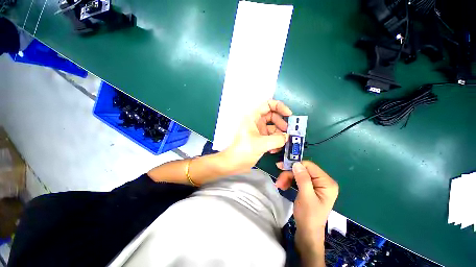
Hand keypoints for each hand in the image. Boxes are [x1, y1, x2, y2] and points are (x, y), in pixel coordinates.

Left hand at [221, 100, 291, 173]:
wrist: (233, 163)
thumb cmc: (243, 151)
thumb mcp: (260, 144)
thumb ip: (276, 140)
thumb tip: (287, 137)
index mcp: (253, 117)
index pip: (268, 104)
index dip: (279, 106)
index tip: (288, 114)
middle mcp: (256, 122)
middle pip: (273, 116)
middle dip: (281, 123)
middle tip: (288, 132)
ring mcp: (258, 131)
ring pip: (273, 128)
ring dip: (279, 135)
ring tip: (282, 143)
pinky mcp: (260, 139)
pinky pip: (271, 137)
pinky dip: (275, 142)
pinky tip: (274, 150)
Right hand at [275, 161, 337, 265]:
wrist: (307, 231)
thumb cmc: (309, 216)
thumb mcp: (306, 197)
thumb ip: (303, 179)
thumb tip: (296, 163)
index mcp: (327, 182)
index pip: (309, 166)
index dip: (294, 165)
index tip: (280, 167)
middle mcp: (323, 181)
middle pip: (302, 170)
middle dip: (289, 174)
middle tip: (278, 181)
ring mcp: (316, 184)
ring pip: (298, 174)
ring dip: (287, 178)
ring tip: (279, 185)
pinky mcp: (310, 187)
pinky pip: (297, 179)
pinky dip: (289, 181)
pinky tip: (283, 186)